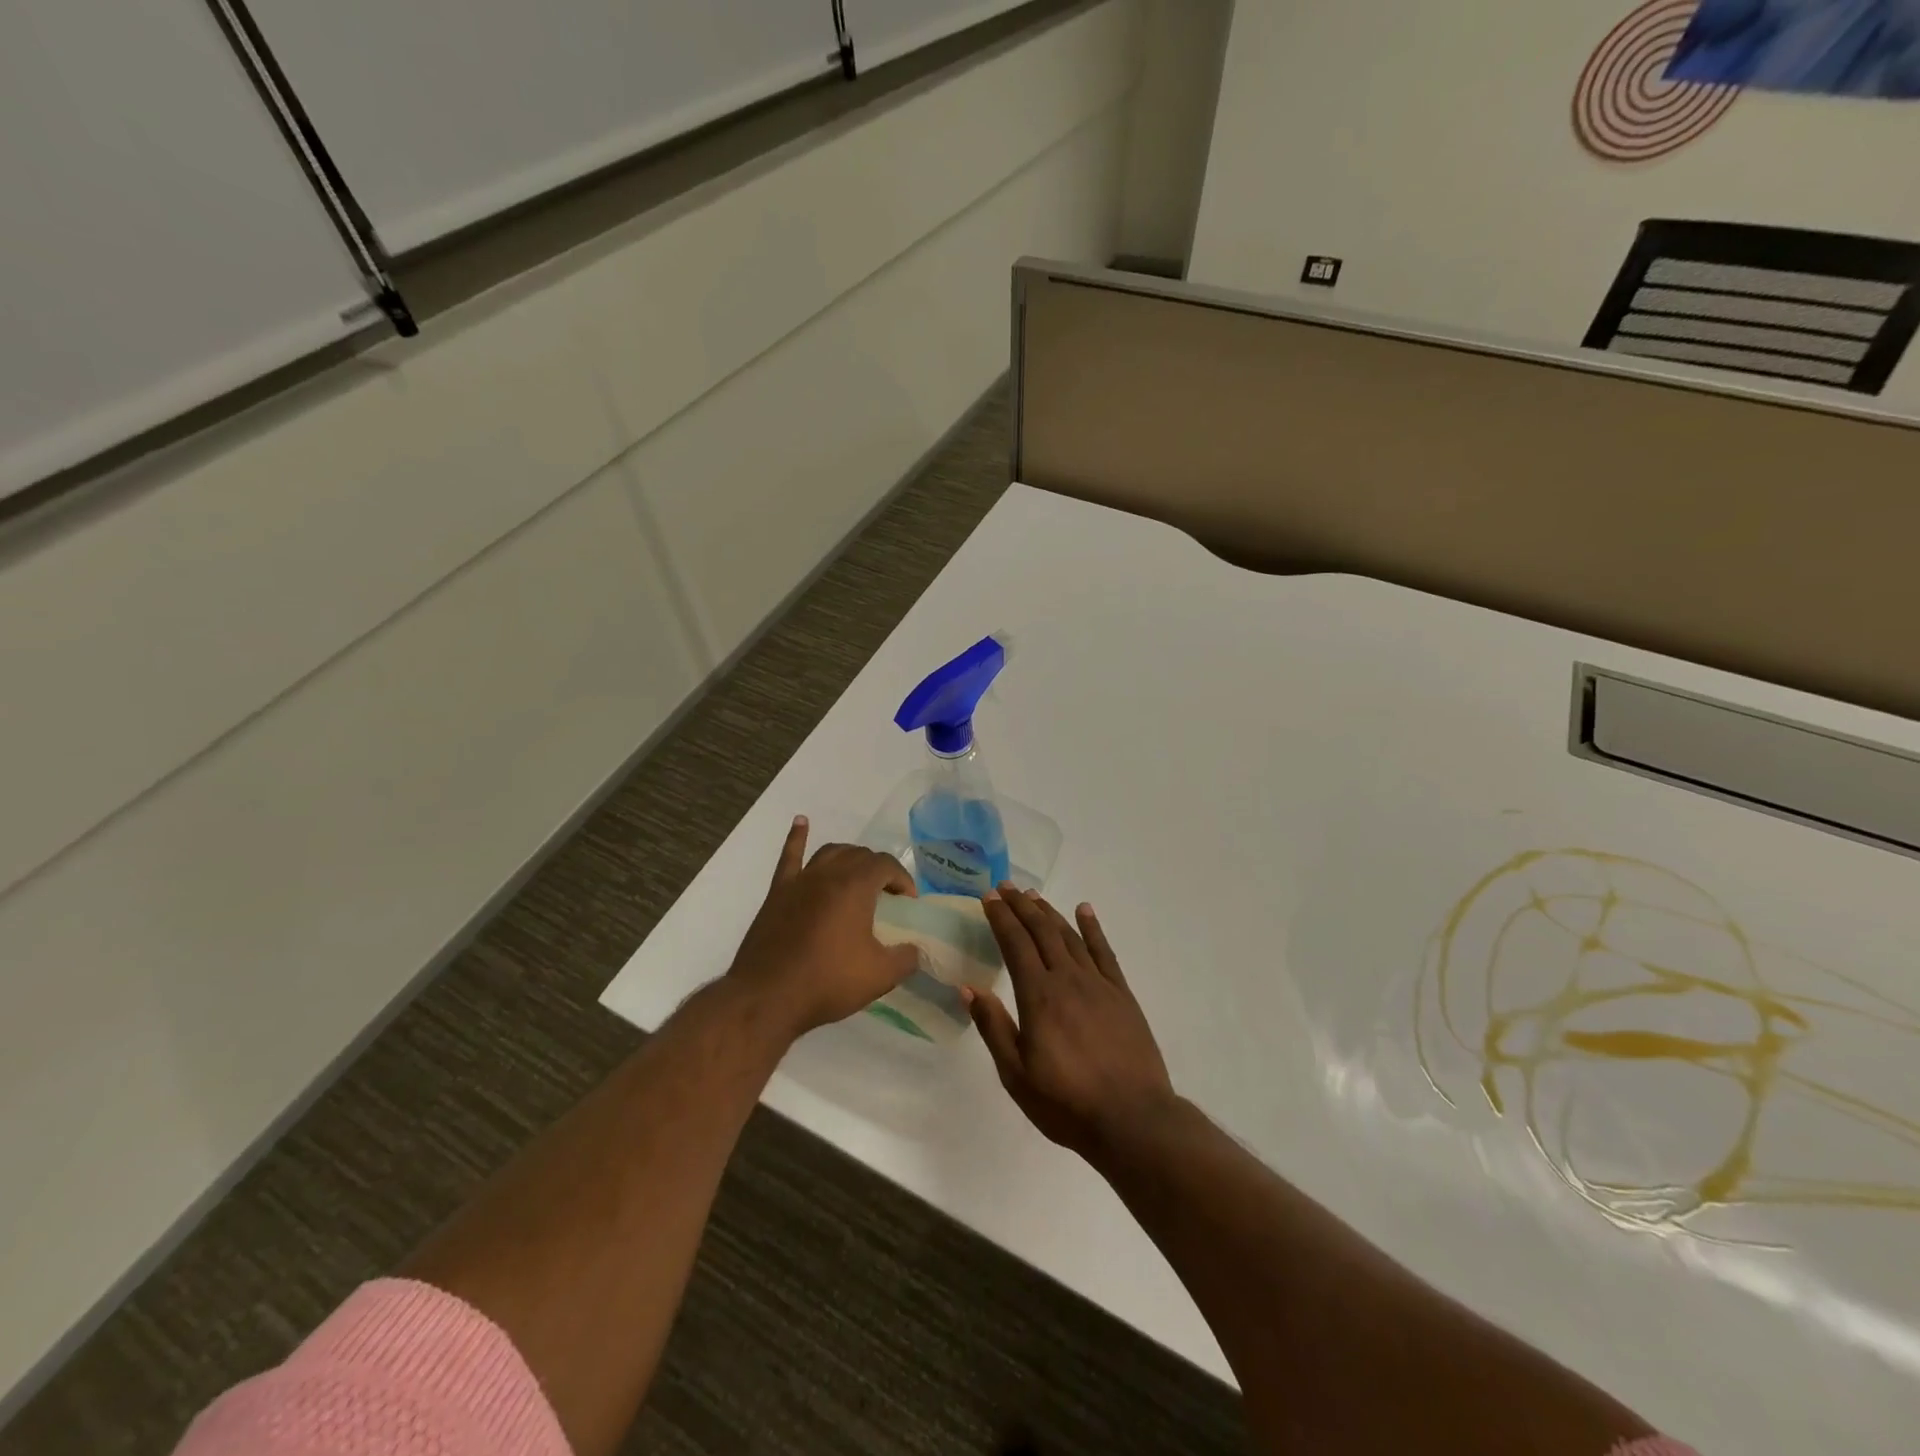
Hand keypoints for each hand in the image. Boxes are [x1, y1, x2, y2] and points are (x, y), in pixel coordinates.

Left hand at [725, 817, 919, 1037]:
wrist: (767, 998)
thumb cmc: (827, 983)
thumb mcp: (880, 976)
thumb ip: (906, 958)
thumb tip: (915, 950)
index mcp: (855, 887)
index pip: (886, 865)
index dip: (902, 879)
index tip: (908, 903)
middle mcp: (828, 874)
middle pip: (860, 856)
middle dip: (878, 870)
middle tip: (886, 896)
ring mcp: (800, 881)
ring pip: (830, 852)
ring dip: (849, 857)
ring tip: (858, 873)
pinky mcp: (777, 893)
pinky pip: (789, 856)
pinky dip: (797, 837)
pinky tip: (801, 822)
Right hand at [967, 887, 1176, 1161]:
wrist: (1133, 1119)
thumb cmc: (1067, 1103)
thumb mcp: (1016, 1075)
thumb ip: (994, 1028)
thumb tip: (968, 988)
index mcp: (1039, 996)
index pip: (1015, 944)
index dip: (1001, 918)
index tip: (989, 898)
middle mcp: (1067, 979)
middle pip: (1042, 931)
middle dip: (1022, 906)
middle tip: (1006, 887)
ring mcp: (1098, 984)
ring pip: (1070, 936)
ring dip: (1050, 912)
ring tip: (1034, 896)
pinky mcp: (1122, 994)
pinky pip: (1104, 951)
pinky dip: (1093, 927)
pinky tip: (1085, 910)